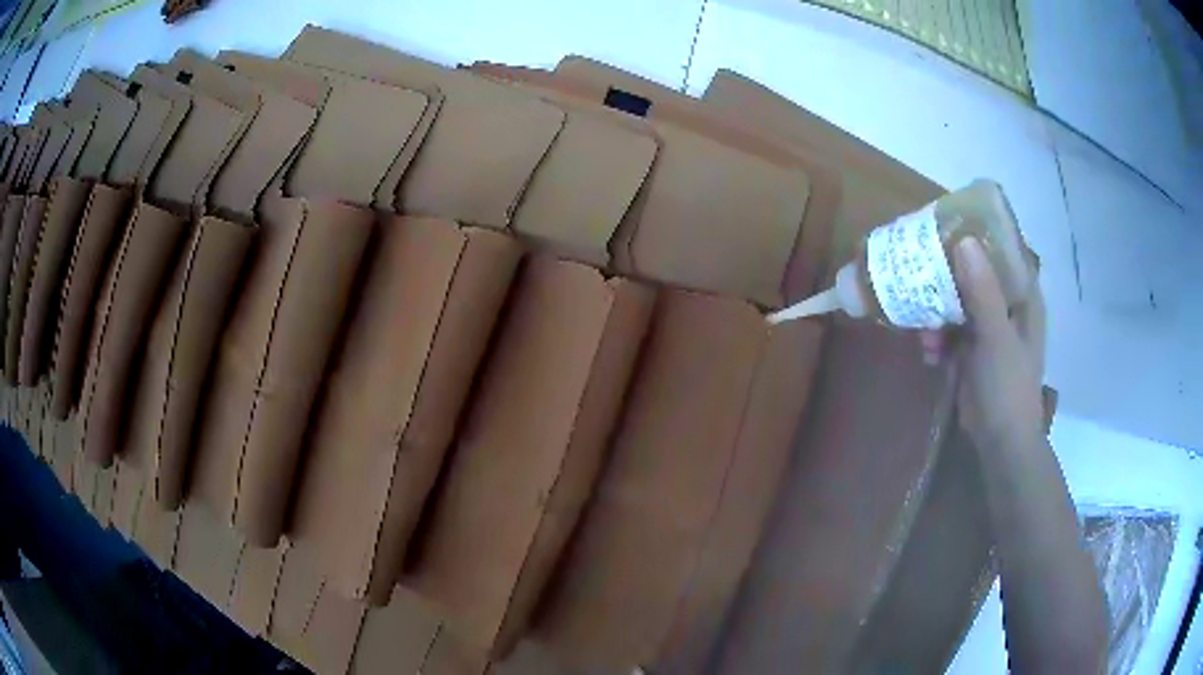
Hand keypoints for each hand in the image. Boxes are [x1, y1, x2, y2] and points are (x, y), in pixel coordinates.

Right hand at [920, 238, 1044, 450]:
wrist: (1000, 442)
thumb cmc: (1008, 388)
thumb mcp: (996, 338)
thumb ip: (983, 292)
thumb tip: (963, 241)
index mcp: (1022, 297)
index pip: (1002, 251)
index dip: (978, 235)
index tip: (947, 226)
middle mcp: (1006, 305)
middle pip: (974, 273)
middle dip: (947, 275)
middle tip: (919, 269)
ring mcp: (988, 328)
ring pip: (957, 302)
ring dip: (937, 314)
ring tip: (925, 334)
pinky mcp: (972, 349)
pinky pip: (949, 330)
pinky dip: (937, 338)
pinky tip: (929, 353)